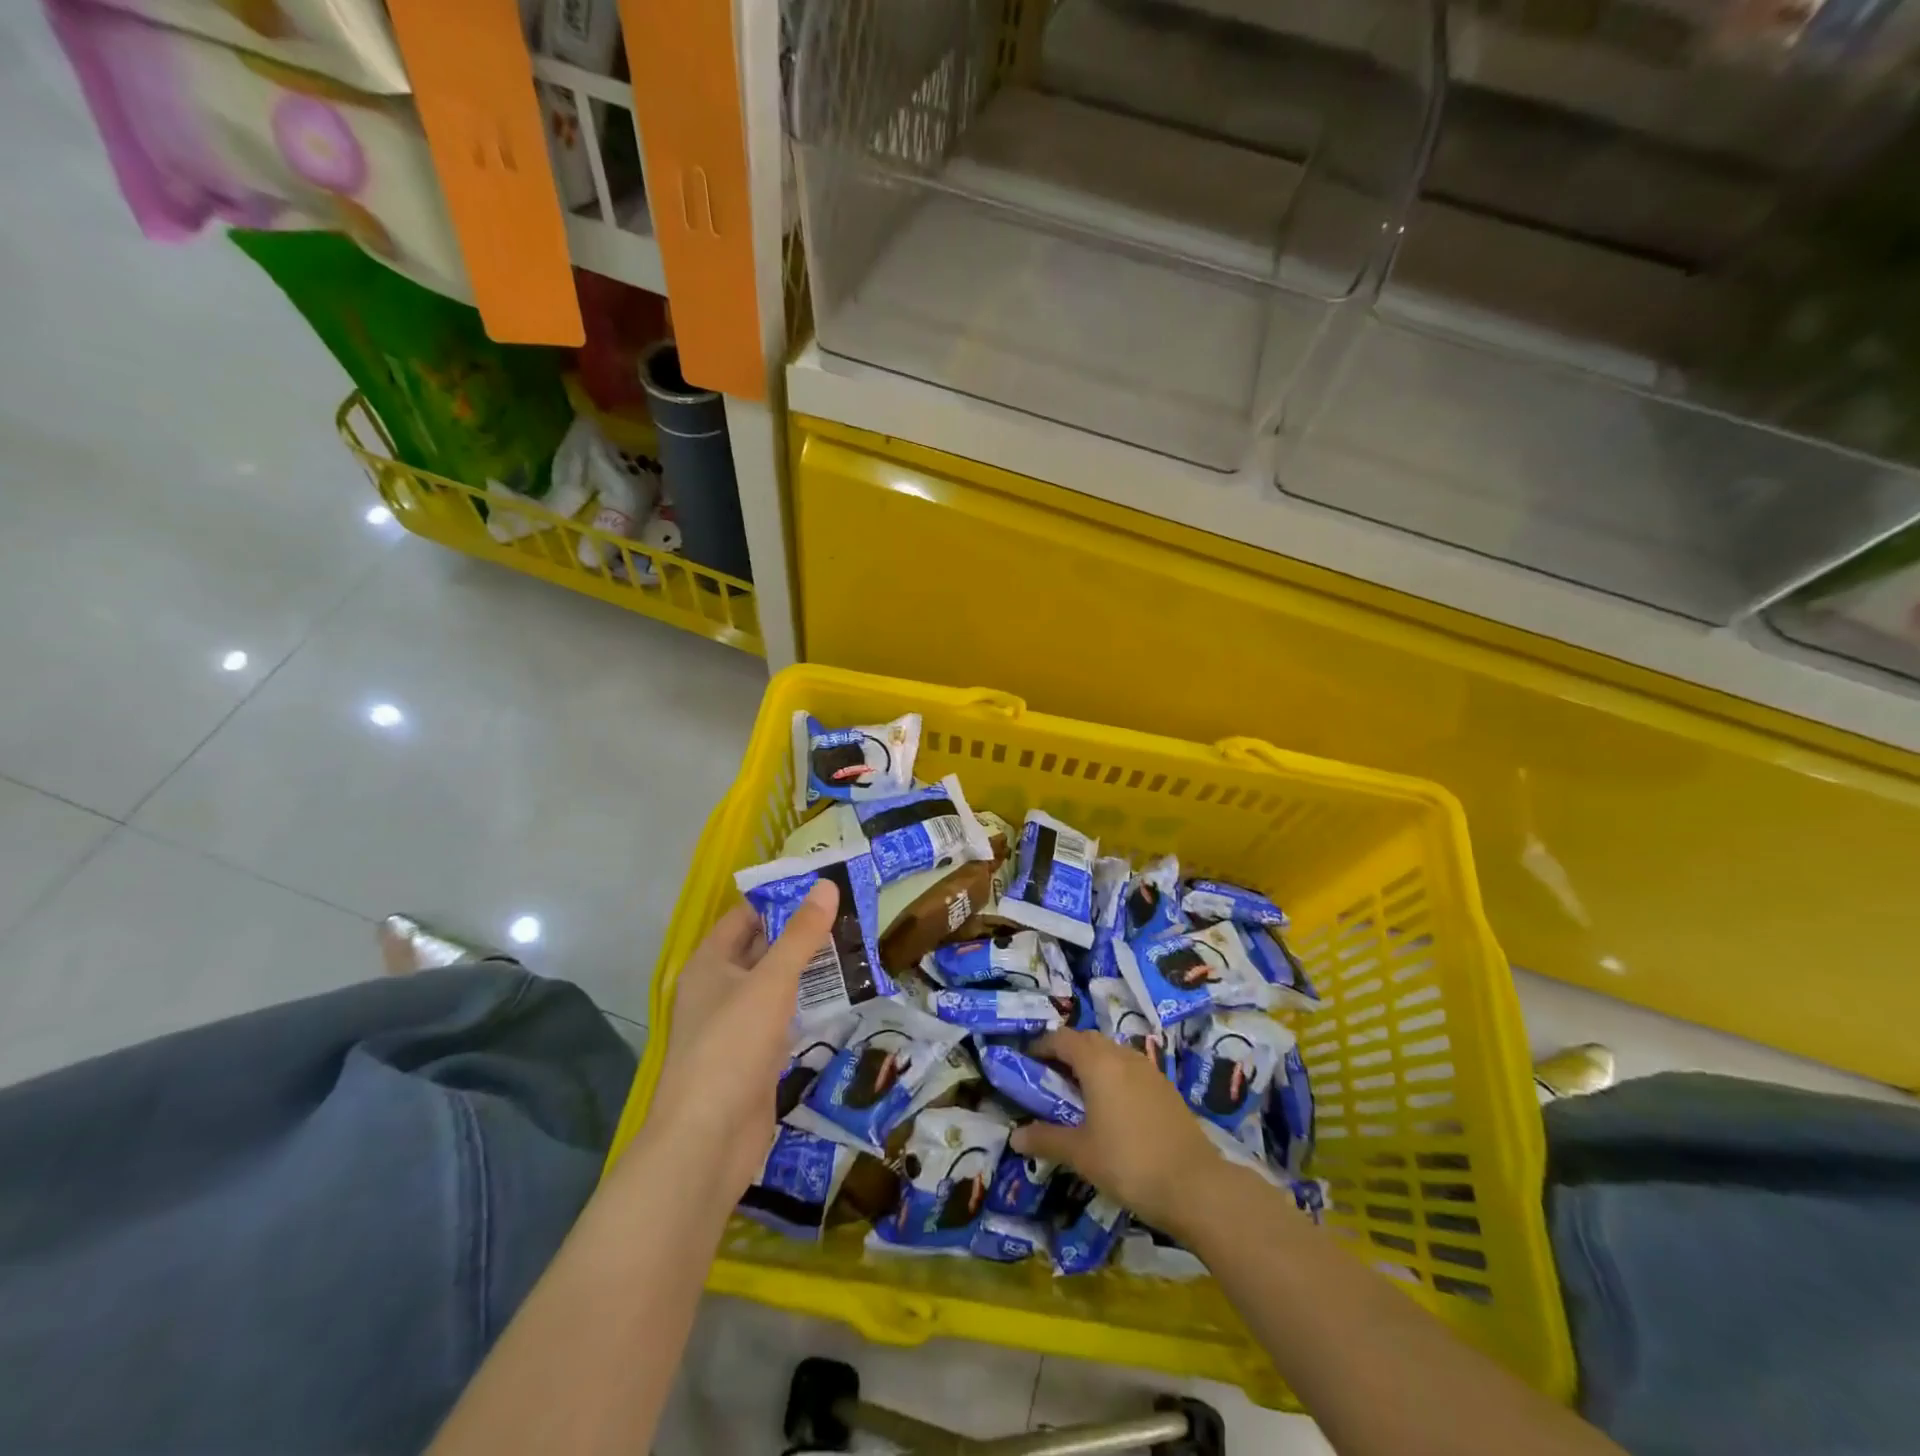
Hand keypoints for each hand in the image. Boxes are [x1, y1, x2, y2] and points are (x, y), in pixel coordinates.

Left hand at [640, 883, 838, 1197]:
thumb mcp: (771, 982)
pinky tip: (843, 997)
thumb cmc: (732, 1047)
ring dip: (810, 970)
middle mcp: (719, 989)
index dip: (781, 898)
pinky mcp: (754, 1057)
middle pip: (762, 948)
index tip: (824, 886)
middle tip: (850, 914)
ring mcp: (736, 1026)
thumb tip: (826, 886)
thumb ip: (801, 936)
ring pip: (776, 985)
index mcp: (710, 963)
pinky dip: (809, 1006)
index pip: (745, 916)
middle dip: (802, 933)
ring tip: (856, 947)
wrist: (708, 1140)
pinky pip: (784, 1018)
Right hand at [1010, 1028, 1224, 1233]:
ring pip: (1112, 1052)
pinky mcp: (1165, 1088)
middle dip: (1066, 1052)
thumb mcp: (1081, 1154)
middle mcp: (1122, 1056)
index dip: (1042, 1045)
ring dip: (1092, 1062)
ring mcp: (1148, 1070)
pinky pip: (1130, 1069)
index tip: (1026, 1061)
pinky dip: (1113, 1076)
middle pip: (1088, 1040)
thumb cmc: (1129, 1163)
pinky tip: (1112, 1107)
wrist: (1195, 1186)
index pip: (1063, 1038)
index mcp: (1098, 1062)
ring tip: (1078, 1092)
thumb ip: (1046, 1140)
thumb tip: (1015, 1137)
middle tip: (1049, 1077)